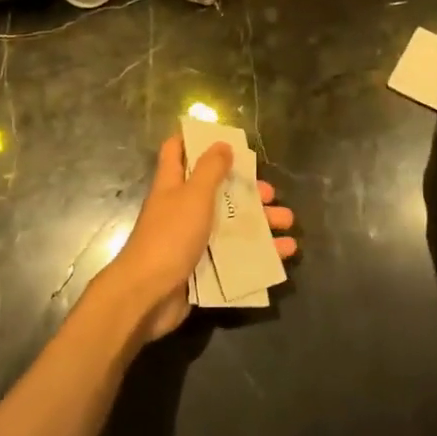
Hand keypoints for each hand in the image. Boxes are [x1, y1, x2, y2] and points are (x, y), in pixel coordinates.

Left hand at [96, 136, 297, 341]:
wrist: (148, 296)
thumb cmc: (170, 236)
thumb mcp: (193, 195)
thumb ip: (210, 169)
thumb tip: (222, 144)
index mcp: (173, 185)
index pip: (177, 151)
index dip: (195, 140)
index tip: (224, 139)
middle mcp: (181, 209)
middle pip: (216, 191)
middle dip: (246, 190)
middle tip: (270, 194)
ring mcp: (191, 240)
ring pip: (230, 224)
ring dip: (260, 222)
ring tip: (288, 222)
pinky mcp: (202, 268)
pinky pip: (235, 256)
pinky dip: (259, 253)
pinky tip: (284, 254)